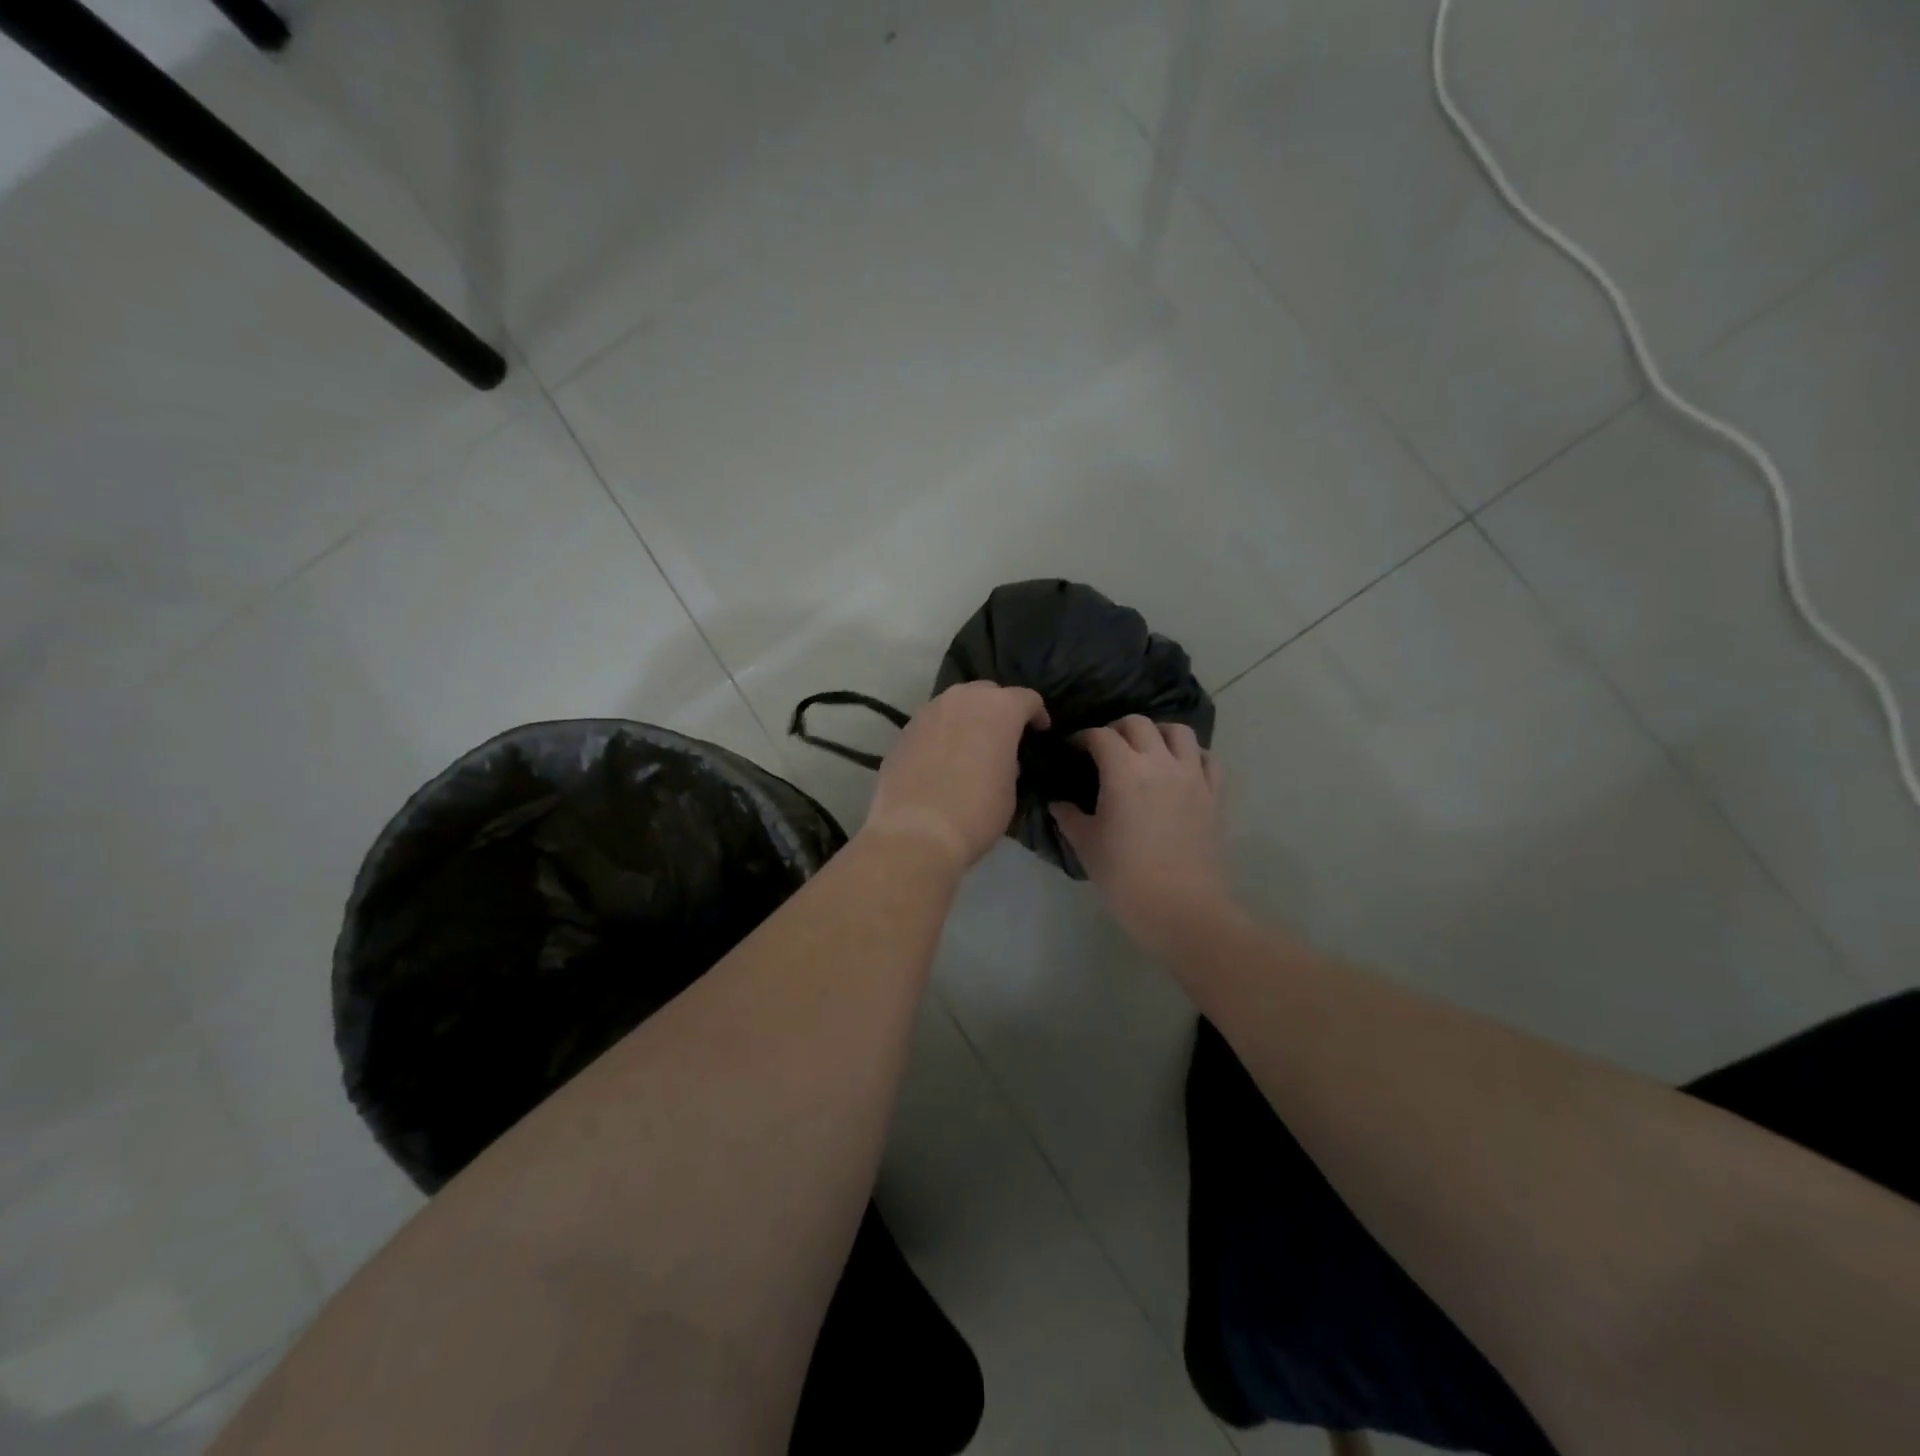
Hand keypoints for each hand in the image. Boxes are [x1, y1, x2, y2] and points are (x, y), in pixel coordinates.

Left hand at [863, 682, 1049, 869]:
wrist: (915, 831)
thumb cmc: (976, 812)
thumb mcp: (1010, 791)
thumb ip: (1009, 765)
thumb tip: (1000, 761)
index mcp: (999, 709)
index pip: (1026, 698)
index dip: (1037, 714)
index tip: (1039, 732)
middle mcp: (962, 699)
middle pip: (987, 693)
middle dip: (999, 709)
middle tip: (1003, 736)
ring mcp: (928, 711)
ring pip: (955, 704)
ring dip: (967, 718)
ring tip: (970, 745)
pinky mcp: (904, 731)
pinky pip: (932, 723)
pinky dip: (942, 734)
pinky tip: (942, 759)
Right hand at [1052, 717, 1236, 953]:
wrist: (1180, 907)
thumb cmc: (1124, 876)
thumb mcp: (1086, 845)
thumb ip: (1069, 816)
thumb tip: (1058, 802)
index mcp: (1124, 771)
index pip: (1100, 736)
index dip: (1082, 737)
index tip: (1072, 749)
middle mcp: (1160, 762)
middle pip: (1138, 724)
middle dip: (1117, 729)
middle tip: (1105, 748)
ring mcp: (1192, 776)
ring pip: (1179, 731)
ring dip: (1158, 733)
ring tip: (1146, 749)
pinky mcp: (1214, 794)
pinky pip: (1207, 759)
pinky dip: (1192, 756)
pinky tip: (1180, 769)